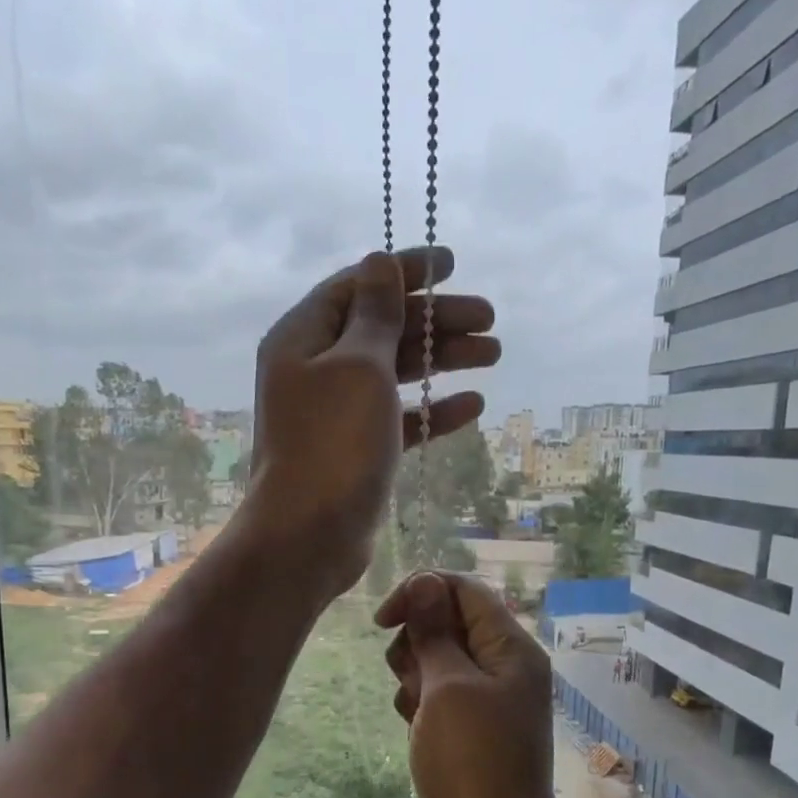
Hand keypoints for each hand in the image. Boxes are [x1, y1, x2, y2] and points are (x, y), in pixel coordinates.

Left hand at [242, 248, 497, 600]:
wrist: (310, 535)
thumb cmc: (333, 443)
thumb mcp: (359, 366)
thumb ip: (375, 314)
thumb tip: (379, 263)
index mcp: (303, 337)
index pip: (358, 286)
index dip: (406, 271)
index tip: (453, 263)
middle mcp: (316, 369)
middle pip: (383, 328)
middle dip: (436, 319)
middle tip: (490, 319)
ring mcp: (337, 412)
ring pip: (395, 372)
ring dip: (442, 360)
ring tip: (493, 354)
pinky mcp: (357, 449)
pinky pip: (399, 417)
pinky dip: (432, 409)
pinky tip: (472, 405)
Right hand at [376, 571, 568, 797]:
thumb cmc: (472, 760)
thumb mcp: (448, 688)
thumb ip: (434, 632)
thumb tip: (425, 582)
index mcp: (510, 648)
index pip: (463, 590)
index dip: (420, 593)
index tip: (383, 621)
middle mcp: (503, 666)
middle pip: (447, 623)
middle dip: (416, 643)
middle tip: (413, 679)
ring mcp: (488, 699)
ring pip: (436, 661)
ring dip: (414, 677)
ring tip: (416, 711)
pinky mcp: (471, 728)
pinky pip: (437, 696)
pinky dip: (420, 705)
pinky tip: (415, 731)